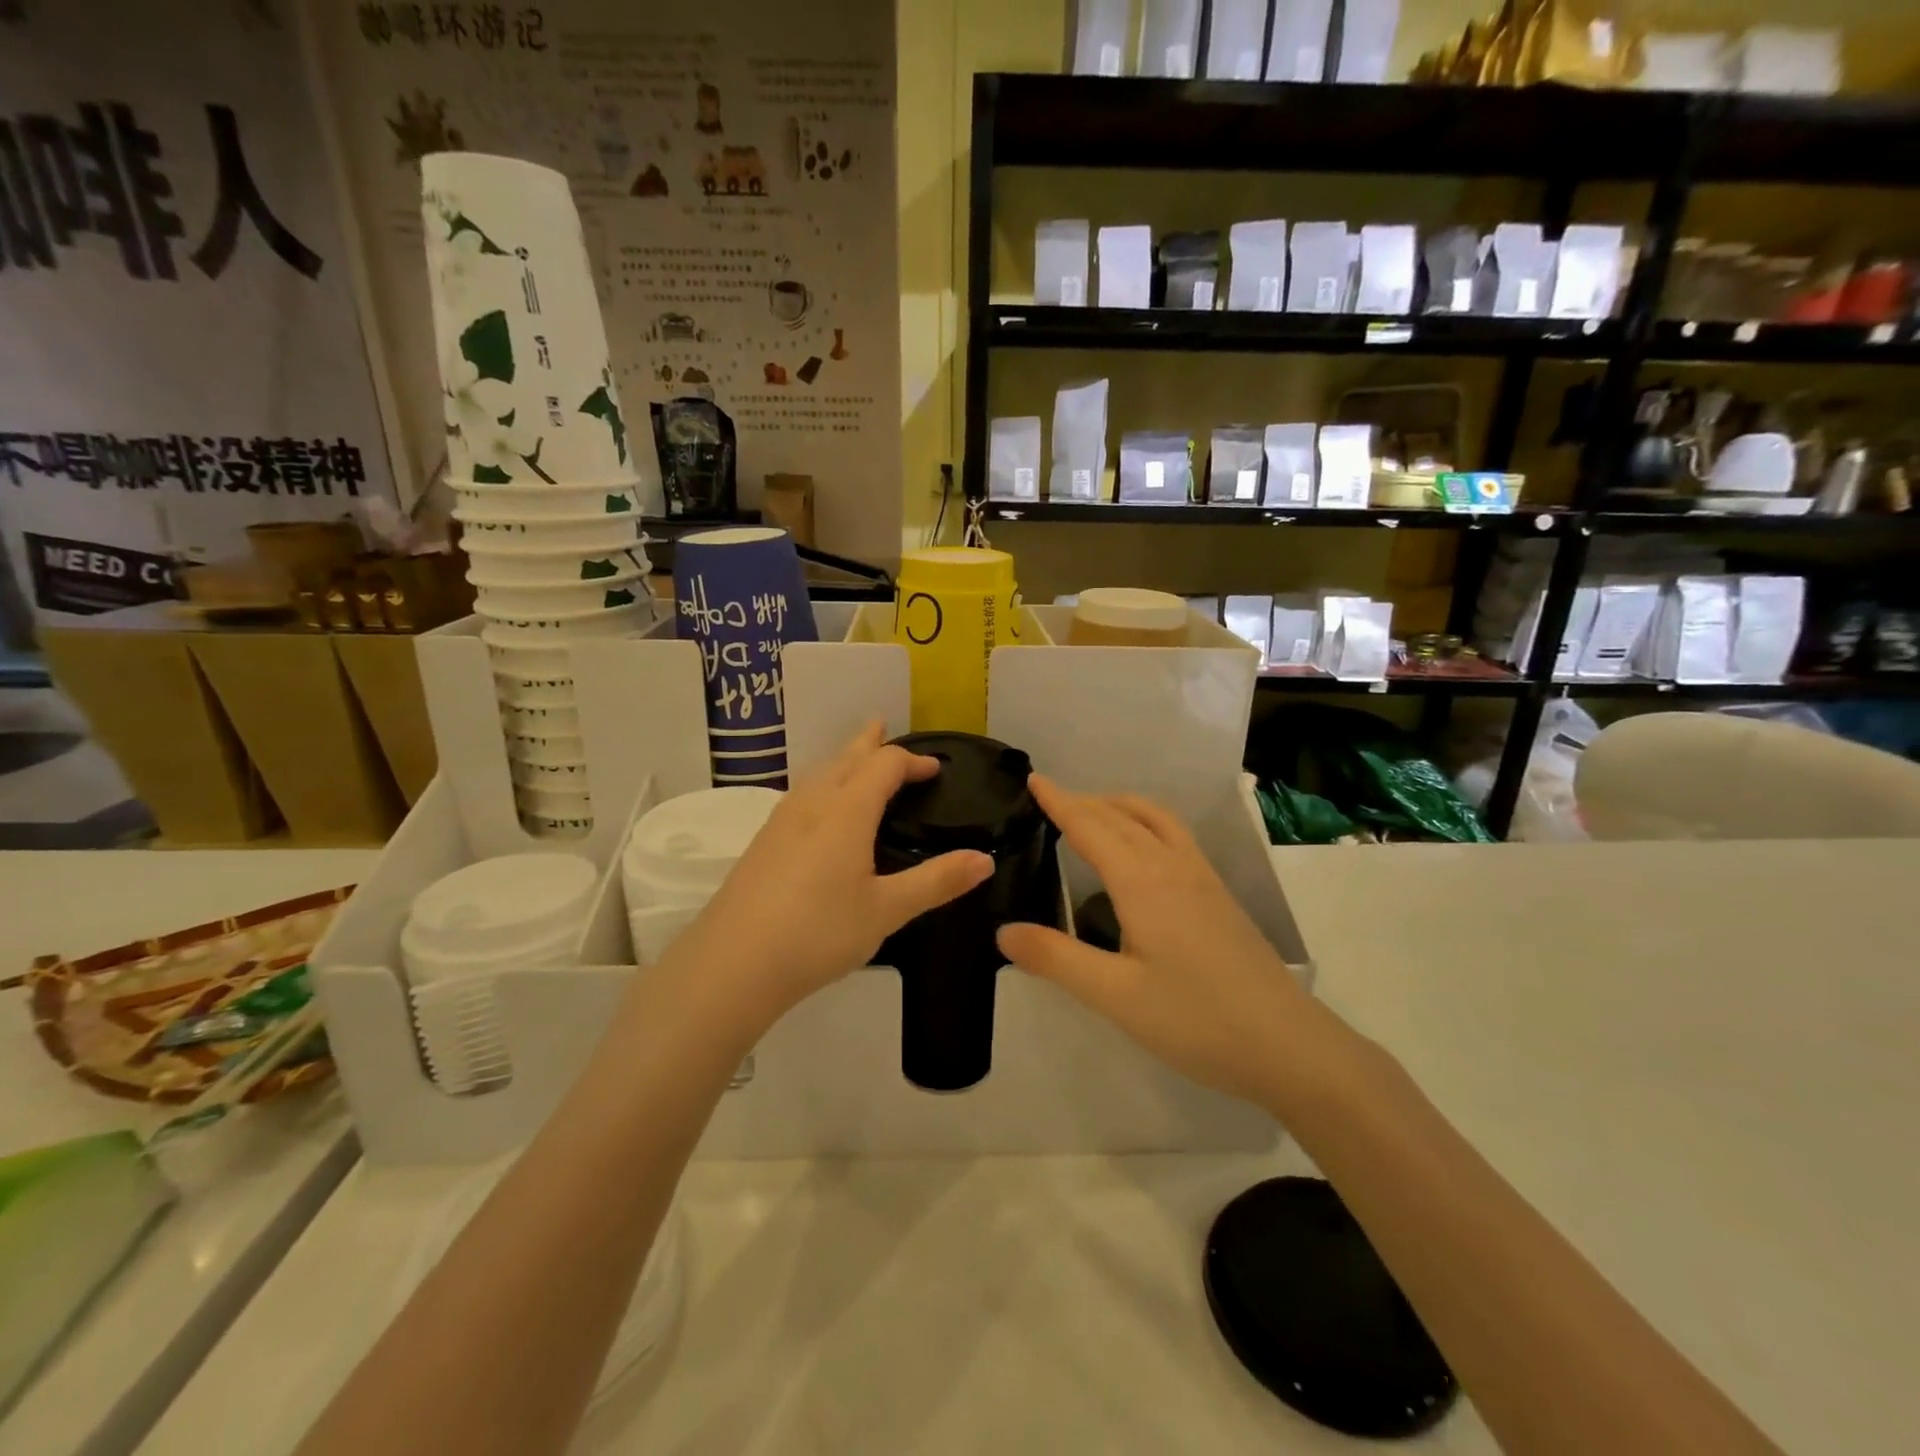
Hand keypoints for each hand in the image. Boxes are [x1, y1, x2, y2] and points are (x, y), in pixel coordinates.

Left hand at [667, 724, 993, 1034]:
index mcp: (846, 810)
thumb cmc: (819, 932)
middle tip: (885, 729)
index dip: (912, 761)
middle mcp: (812, 804)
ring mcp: (781, 821)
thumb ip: (936, 882)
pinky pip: (801, 795)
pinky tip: (819, 810)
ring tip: (855, 760)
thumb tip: (985, 859)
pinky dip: (823, 784)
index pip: (884, 765)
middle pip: (845, 758)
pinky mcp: (763, 842)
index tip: (935, 770)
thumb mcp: (887, 910)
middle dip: (870, 743)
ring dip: (842, 760)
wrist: (732, 963)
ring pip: (818, 773)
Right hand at [996, 777, 1321, 1106]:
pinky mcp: (1219, 894)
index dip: (1059, 802)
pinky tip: (1142, 852)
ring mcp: (1202, 877)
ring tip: (1093, 813)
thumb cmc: (1196, 1020)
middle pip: (1121, 816)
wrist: (1288, 1044)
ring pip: (1155, 818)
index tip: (1034, 780)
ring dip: (1119, 806)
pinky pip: (1175, 835)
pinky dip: (1145, 821)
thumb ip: (1057, 959)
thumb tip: (1004, 931)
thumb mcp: (1116, 996)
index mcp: (1142, 881)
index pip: (1090, 826)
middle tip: (1049, 799)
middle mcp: (1172, 866)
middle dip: (1083, 801)